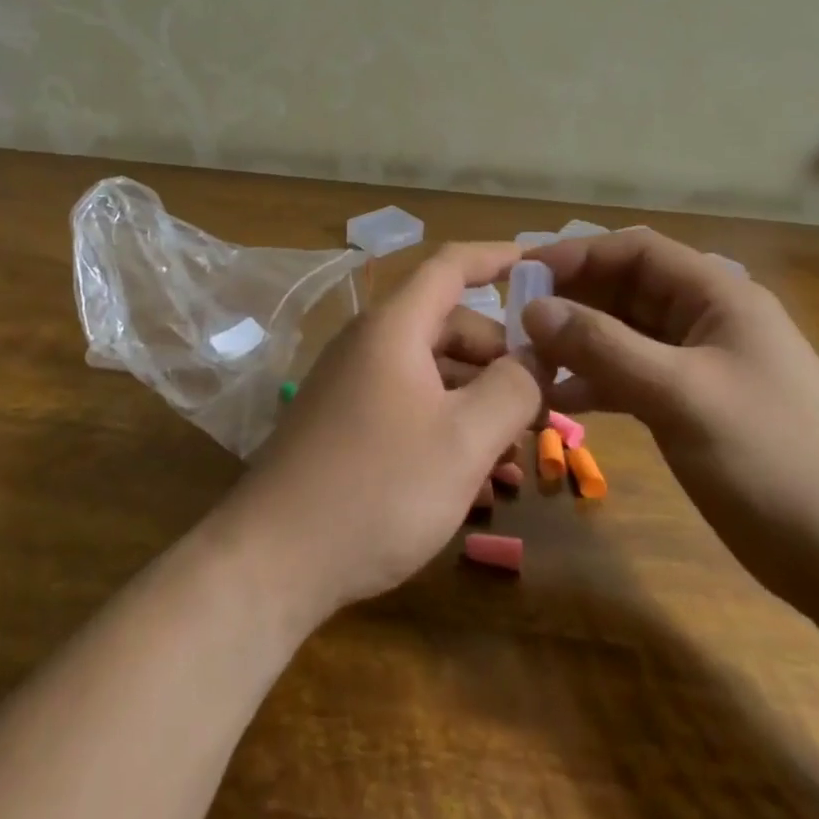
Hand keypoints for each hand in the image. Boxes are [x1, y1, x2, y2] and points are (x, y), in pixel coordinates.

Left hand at [219, 243, 543, 624]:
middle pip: (448, 326)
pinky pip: (409, 407)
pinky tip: (478, 479)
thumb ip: (513, 389)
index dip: (497, 258)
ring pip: (432, 373)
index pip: (450, 266)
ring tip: (519, 452)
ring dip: (478, 401)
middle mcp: (369, 345)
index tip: (541, 266)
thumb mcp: (464, 439)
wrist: (273, 560)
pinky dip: (447, 426)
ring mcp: (352, 386)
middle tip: (544, 399)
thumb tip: (535, 360)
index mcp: (394, 328)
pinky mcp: (344, 425)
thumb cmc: (379, 487)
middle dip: (500, 357)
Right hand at [521, 231, 818, 622]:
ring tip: (528, 360)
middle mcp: (709, 319)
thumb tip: (534, 310)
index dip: (578, 254)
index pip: (636, 251)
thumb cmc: (774, 460)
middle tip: (514, 322)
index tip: (523, 274)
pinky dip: (598, 382)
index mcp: (718, 296)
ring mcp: (703, 365)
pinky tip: (560, 400)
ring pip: (625, 335)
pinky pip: (634, 377)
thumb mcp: (681, 395)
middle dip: (572, 301)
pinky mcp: (696, 406)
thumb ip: (604, 347)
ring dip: (579, 343)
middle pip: (626, 290)